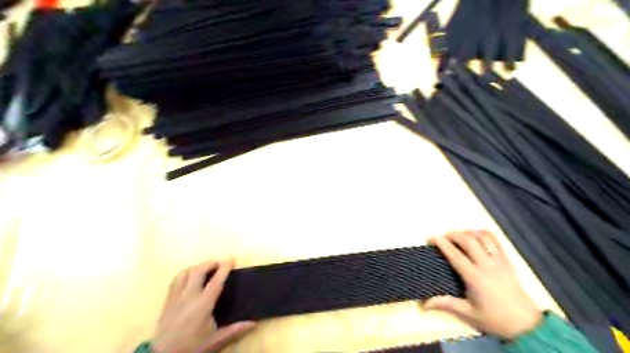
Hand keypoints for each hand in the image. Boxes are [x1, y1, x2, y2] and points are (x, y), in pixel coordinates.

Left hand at [152, 259, 255, 352]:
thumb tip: (253, 323)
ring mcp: (175, 298)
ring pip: (185, 273)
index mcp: (202, 305)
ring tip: (206, 269)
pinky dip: (185, 274)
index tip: (232, 259)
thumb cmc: (191, 349)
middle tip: (220, 264)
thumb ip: (234, 331)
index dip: (225, 268)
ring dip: (197, 267)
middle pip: (198, 271)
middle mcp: (188, 297)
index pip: (216, 281)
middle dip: (210, 263)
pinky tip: (190, 278)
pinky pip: (176, 280)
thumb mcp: (215, 342)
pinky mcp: (167, 302)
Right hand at [425, 230, 543, 339]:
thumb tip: (424, 303)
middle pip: (468, 241)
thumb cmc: (494, 319)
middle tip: (444, 236)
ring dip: (468, 233)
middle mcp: (486, 265)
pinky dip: (485, 234)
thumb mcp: (469, 313)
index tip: (432, 237)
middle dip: (454, 234)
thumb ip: (447, 304)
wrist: (526, 324)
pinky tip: (477, 234)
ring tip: (459, 235)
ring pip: (482, 238)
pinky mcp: (508, 261)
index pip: (455, 255)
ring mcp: (499, 261)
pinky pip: (496, 241)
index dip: (443, 244)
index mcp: (475, 278)